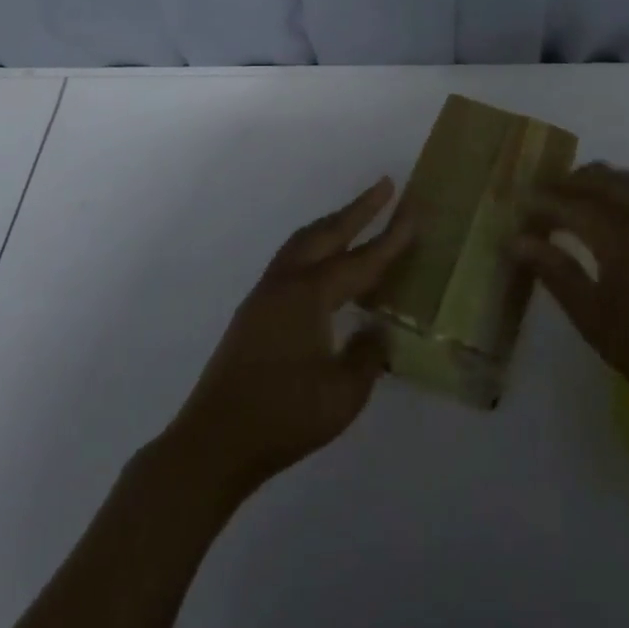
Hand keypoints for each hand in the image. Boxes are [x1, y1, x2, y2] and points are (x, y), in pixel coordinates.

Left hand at [166, 177, 415, 496]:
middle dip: (359, 209)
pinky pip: (291, 261)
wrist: (214, 442)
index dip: (391, 238)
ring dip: (332, 225)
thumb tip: (376, 332)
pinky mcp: (253, 311)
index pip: (361, 259)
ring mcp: (265, 295)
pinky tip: (324, 267)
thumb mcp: (343, 394)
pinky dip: (315, 248)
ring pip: (303, 243)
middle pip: (328, 233)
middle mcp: (286, 283)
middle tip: (385, 186)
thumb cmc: (283, 417)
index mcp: (310, 295)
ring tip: (356, 215)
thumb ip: (367, 356)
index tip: (414, 212)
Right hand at [512, 162, 628, 423]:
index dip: (543, 201)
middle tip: (546, 198)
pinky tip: (618, 220)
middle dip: (570, 183)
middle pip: (603, 179)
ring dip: (600, 184)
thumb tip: (515, 241)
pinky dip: (627, 196)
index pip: (572, 203)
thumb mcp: (591, 315)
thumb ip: (554, 271)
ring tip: (578, 200)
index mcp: (621, 234)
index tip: (521, 205)